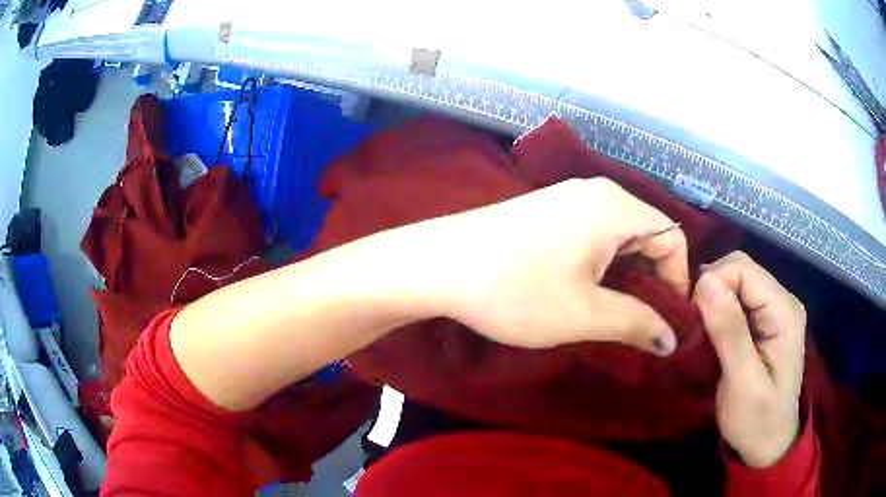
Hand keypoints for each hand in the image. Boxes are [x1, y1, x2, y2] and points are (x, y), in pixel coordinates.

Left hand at [416, 178, 687, 354]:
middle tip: (642, 323)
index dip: (677, 280)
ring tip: (615, 313)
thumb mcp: (584, 314)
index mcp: (614, 206)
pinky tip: (585, 290)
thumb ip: (636, 324)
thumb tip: (671, 341)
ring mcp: (566, 198)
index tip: (667, 320)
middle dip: (652, 280)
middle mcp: (595, 192)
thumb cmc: (516, 290)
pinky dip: (601, 263)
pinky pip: (592, 234)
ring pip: (618, 236)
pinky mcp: (545, 210)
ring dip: (626, 275)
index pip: (672, 237)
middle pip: (647, 234)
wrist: (438, 264)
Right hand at [693, 251, 805, 467]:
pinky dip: (718, 311)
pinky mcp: (764, 321)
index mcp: (784, 311)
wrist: (769, 444)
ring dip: (712, 301)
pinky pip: (737, 300)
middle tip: (693, 326)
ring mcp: (774, 310)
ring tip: (698, 331)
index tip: (691, 317)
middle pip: (740, 270)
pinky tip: (709, 332)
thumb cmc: (757, 420)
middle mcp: (782, 300)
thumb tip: (705, 282)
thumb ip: (729, 332)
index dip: (713, 282)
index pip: (743, 268)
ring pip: (736, 283)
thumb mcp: (742, 382)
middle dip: (711, 290)